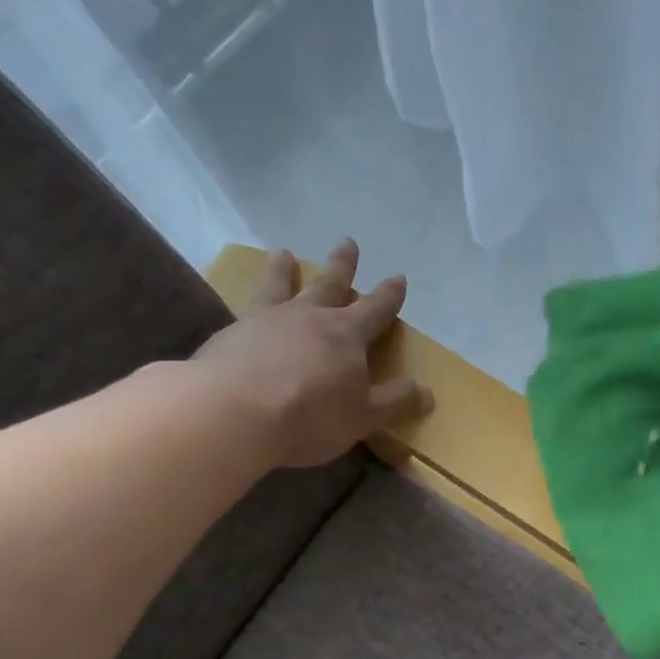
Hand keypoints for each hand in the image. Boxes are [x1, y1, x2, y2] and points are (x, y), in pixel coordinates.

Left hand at [191, 239, 432, 468]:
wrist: (234, 412)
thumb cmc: (310, 415)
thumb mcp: (363, 416)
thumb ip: (395, 402)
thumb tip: (427, 393)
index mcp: (346, 334)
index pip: (375, 309)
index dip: (389, 295)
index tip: (398, 277)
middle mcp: (308, 317)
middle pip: (330, 285)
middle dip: (343, 265)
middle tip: (348, 241)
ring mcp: (266, 321)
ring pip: (281, 286)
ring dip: (285, 269)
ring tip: (284, 254)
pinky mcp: (231, 334)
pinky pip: (246, 309)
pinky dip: (250, 301)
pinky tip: (245, 308)